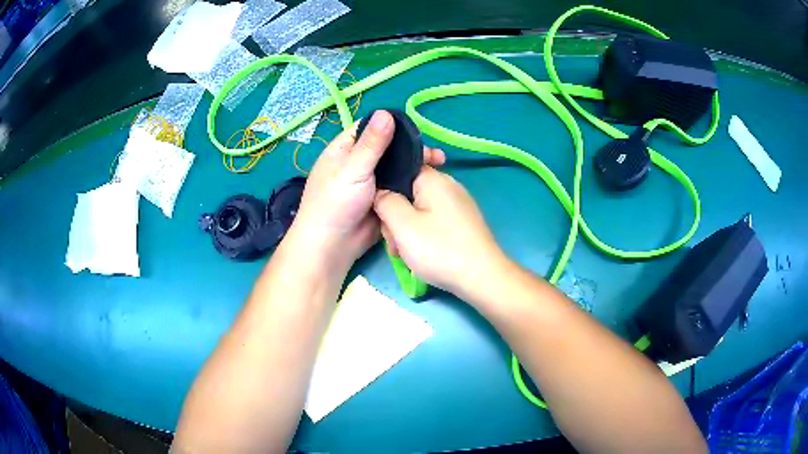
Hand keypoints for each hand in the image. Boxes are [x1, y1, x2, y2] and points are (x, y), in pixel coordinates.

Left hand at [288, 110, 445, 270]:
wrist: (332, 247)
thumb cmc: (335, 203)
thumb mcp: (353, 169)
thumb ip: (372, 143)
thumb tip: (386, 112)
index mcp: (345, 150)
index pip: (369, 128)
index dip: (392, 126)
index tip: (417, 129)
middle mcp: (358, 163)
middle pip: (388, 149)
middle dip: (410, 149)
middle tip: (434, 154)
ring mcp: (371, 182)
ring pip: (396, 168)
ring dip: (415, 166)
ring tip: (440, 164)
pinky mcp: (382, 199)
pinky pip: (399, 186)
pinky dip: (413, 183)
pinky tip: (431, 182)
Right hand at [373, 166, 507, 298]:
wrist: (482, 277)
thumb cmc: (439, 249)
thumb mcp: (402, 225)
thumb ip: (385, 202)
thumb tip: (380, 192)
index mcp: (433, 179)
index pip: (401, 169)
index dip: (386, 190)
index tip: (381, 214)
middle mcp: (448, 185)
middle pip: (410, 193)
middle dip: (396, 217)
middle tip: (395, 243)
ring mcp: (458, 204)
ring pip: (421, 210)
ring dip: (408, 230)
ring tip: (407, 254)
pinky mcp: (463, 221)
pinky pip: (435, 220)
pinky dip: (424, 235)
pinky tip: (423, 254)